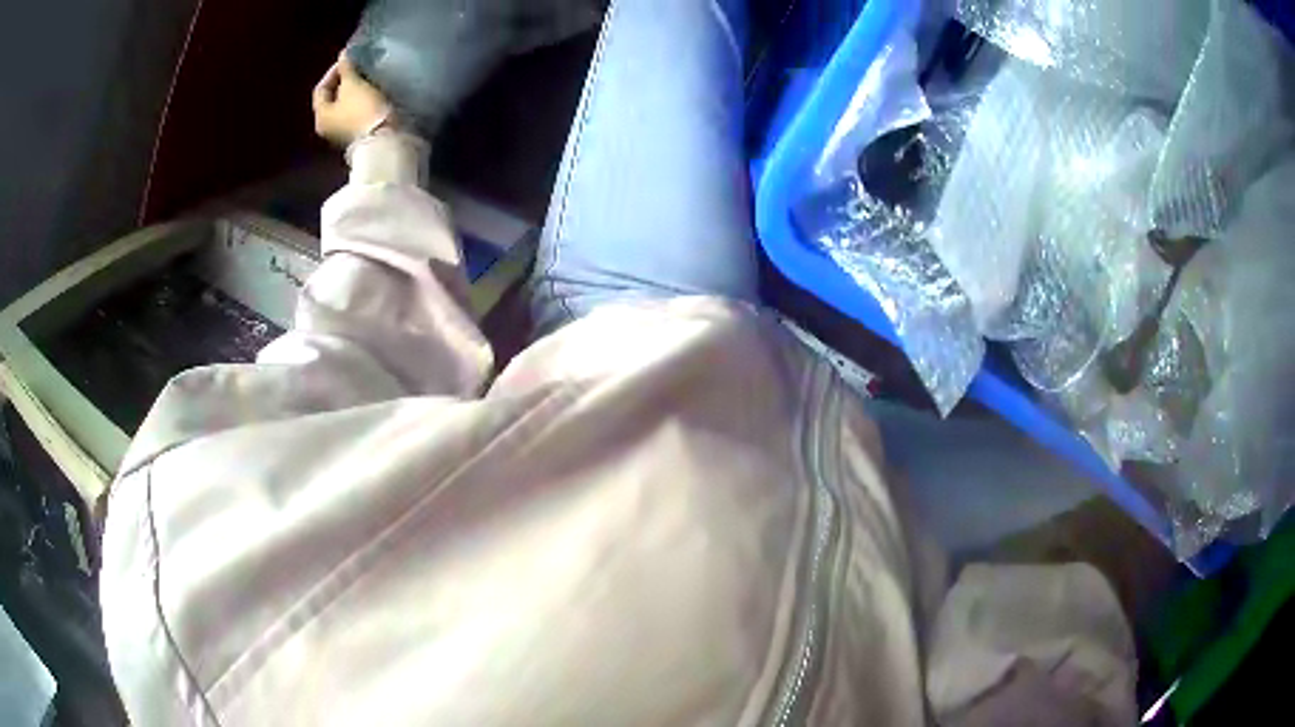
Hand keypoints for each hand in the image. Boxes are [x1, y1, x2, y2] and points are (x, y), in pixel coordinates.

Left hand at [313, 55, 392, 146]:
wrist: (382, 139)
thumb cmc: (363, 110)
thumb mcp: (353, 84)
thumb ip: (346, 68)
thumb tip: (343, 54)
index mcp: (320, 115)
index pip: (321, 88)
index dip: (333, 71)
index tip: (348, 59)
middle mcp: (326, 126)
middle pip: (332, 98)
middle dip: (344, 82)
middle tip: (358, 68)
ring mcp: (341, 133)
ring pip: (344, 106)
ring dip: (353, 92)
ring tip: (367, 79)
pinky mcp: (357, 135)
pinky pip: (355, 113)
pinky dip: (360, 102)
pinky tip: (372, 94)